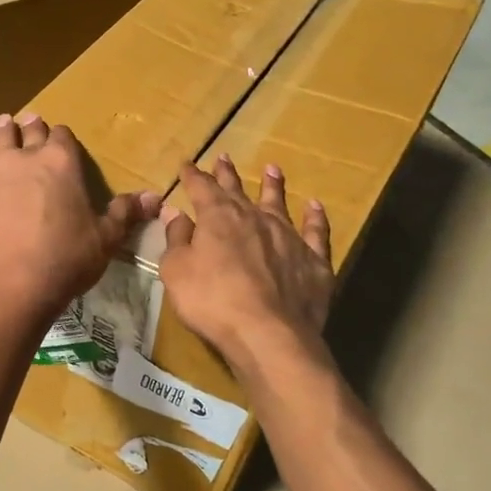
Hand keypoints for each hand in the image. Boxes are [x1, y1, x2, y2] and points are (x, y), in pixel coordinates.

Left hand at [0, 113, 160, 328]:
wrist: (10, 284)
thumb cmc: (65, 260)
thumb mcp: (105, 240)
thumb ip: (124, 214)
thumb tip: (154, 197)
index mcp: (61, 162)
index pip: (62, 135)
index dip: (62, 137)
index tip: (61, 142)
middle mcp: (25, 158)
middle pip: (27, 130)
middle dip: (31, 127)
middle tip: (30, 123)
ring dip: (2, 135)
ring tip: (4, 129)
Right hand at [158, 156, 332, 373]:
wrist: (268, 333)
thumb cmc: (212, 301)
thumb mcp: (177, 271)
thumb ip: (176, 240)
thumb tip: (175, 213)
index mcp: (218, 218)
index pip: (202, 188)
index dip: (193, 176)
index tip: (187, 164)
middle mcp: (255, 218)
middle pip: (238, 191)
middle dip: (227, 175)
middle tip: (224, 157)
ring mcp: (288, 237)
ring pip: (279, 203)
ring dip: (273, 186)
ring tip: (272, 169)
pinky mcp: (314, 260)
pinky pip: (316, 232)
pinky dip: (315, 218)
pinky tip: (315, 207)